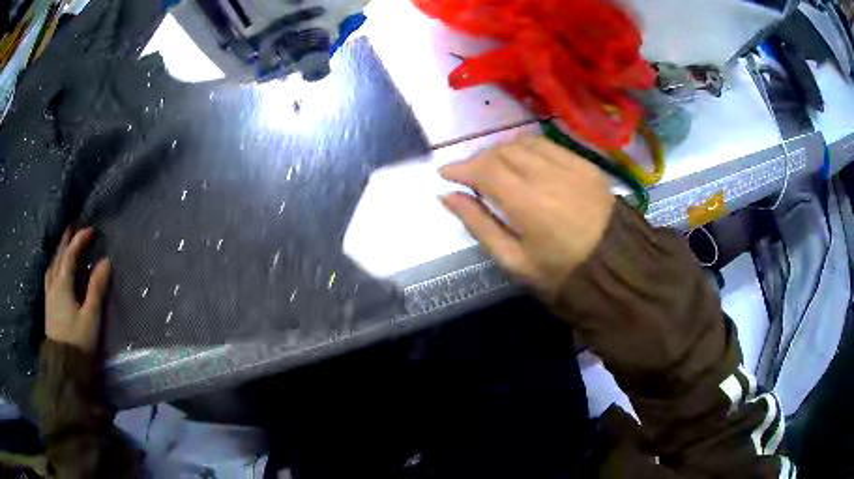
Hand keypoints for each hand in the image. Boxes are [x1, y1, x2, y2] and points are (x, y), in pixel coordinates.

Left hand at [45, 227, 110, 351]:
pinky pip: (50, 275)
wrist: (63, 364)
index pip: (71, 254)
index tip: (92, 229)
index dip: (80, 239)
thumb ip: (97, 288)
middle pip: (59, 255)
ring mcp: (49, 294)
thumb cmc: (78, 340)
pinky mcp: (49, 304)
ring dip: (59, 251)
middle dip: (66, 239)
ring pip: (52, 264)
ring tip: (64, 244)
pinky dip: (54, 264)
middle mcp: (54, 284)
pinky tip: (55, 268)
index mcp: (63, 284)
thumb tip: (105, 261)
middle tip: (74, 226)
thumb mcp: (90, 316)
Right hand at [440, 136, 614, 301]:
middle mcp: (548, 176)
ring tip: (495, 168)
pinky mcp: (586, 164)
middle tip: (470, 176)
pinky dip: (528, 148)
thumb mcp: (513, 260)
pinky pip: (548, 145)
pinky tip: (524, 161)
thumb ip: (478, 225)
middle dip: (479, 159)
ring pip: (524, 143)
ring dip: (502, 151)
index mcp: (528, 204)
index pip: (485, 170)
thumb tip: (447, 196)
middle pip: (502, 151)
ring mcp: (571, 166)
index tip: (444, 173)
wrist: (614, 268)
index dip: (461, 168)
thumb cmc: (559, 272)